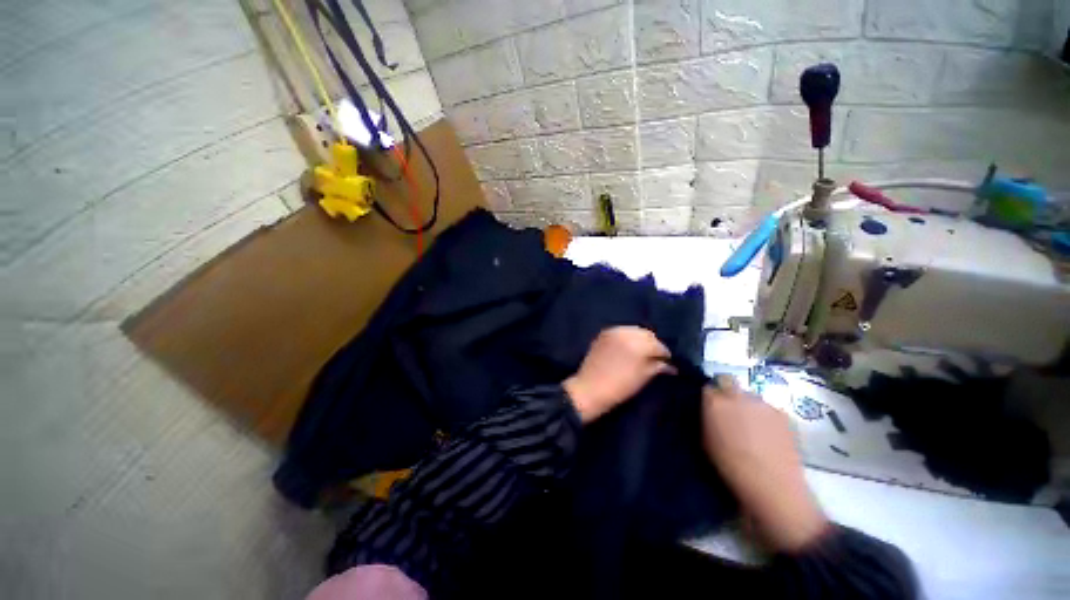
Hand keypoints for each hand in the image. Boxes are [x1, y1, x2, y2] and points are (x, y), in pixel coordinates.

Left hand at [563, 326, 673, 423]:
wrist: (590, 389)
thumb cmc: (619, 387)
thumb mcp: (643, 377)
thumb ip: (657, 367)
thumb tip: (670, 365)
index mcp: (638, 344)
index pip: (658, 345)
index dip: (665, 354)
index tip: (667, 362)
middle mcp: (626, 332)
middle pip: (646, 334)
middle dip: (653, 344)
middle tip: (655, 357)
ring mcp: (613, 331)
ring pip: (634, 330)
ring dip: (640, 339)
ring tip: (641, 352)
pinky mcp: (603, 333)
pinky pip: (621, 331)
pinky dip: (627, 337)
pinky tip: (628, 347)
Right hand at [702, 375, 828, 551]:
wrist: (772, 485)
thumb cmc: (730, 466)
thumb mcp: (705, 440)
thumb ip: (706, 418)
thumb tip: (708, 409)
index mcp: (715, 402)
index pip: (707, 386)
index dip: (708, 396)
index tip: (709, 407)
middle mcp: (737, 396)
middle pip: (728, 381)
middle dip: (725, 391)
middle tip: (727, 411)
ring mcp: (762, 403)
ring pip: (748, 395)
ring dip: (745, 404)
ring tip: (750, 426)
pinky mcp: (782, 413)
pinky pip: (767, 407)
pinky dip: (763, 415)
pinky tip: (766, 434)